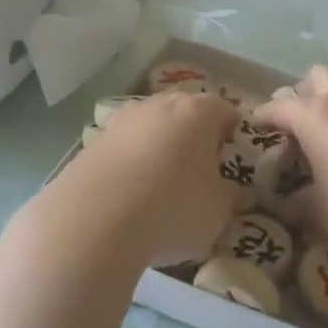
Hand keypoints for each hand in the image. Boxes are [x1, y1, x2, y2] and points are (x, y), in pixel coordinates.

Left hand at [37, 89, 240, 269]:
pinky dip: (130, 164)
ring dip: (159, 147)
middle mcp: (159, 105)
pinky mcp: (92, 142)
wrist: (93, 221)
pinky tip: (129, 196)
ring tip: (160, 186)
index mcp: (198, 112)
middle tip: (198, 171)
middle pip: (185, 112)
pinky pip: (123, 147)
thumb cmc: (172, 208)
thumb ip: (232, 198)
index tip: (228, 160)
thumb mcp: (218, 212)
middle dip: (194, 136)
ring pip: (151, 127)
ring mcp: (121, 121)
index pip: (226, 110)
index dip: (232, 134)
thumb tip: (236, 193)